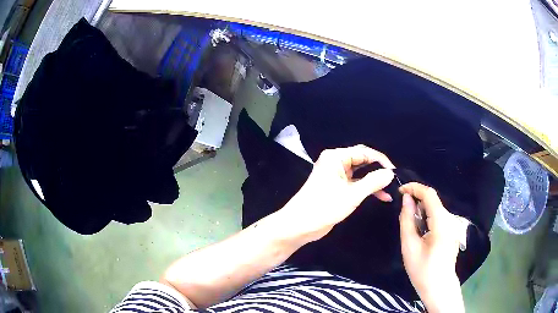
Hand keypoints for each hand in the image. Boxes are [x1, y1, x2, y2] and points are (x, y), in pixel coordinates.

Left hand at [279, 145, 394, 242]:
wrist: (300, 225)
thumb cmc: (324, 207)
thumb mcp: (352, 195)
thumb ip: (373, 182)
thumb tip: (390, 173)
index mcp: (336, 157)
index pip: (364, 152)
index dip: (381, 161)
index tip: (395, 172)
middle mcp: (336, 162)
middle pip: (363, 161)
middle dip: (378, 170)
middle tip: (394, 180)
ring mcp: (336, 175)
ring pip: (361, 173)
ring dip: (375, 181)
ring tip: (391, 190)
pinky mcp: (337, 188)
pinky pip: (356, 184)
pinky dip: (367, 189)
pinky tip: (382, 196)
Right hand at [399, 183, 464, 312]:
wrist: (439, 287)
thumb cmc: (422, 270)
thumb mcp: (409, 246)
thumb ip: (407, 220)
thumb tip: (406, 199)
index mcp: (442, 222)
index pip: (429, 194)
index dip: (414, 188)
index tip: (400, 191)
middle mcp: (450, 219)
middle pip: (433, 201)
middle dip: (417, 202)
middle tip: (403, 215)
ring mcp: (453, 225)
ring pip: (436, 209)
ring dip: (422, 212)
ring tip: (411, 228)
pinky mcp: (452, 231)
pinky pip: (439, 218)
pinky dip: (428, 219)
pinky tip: (421, 234)